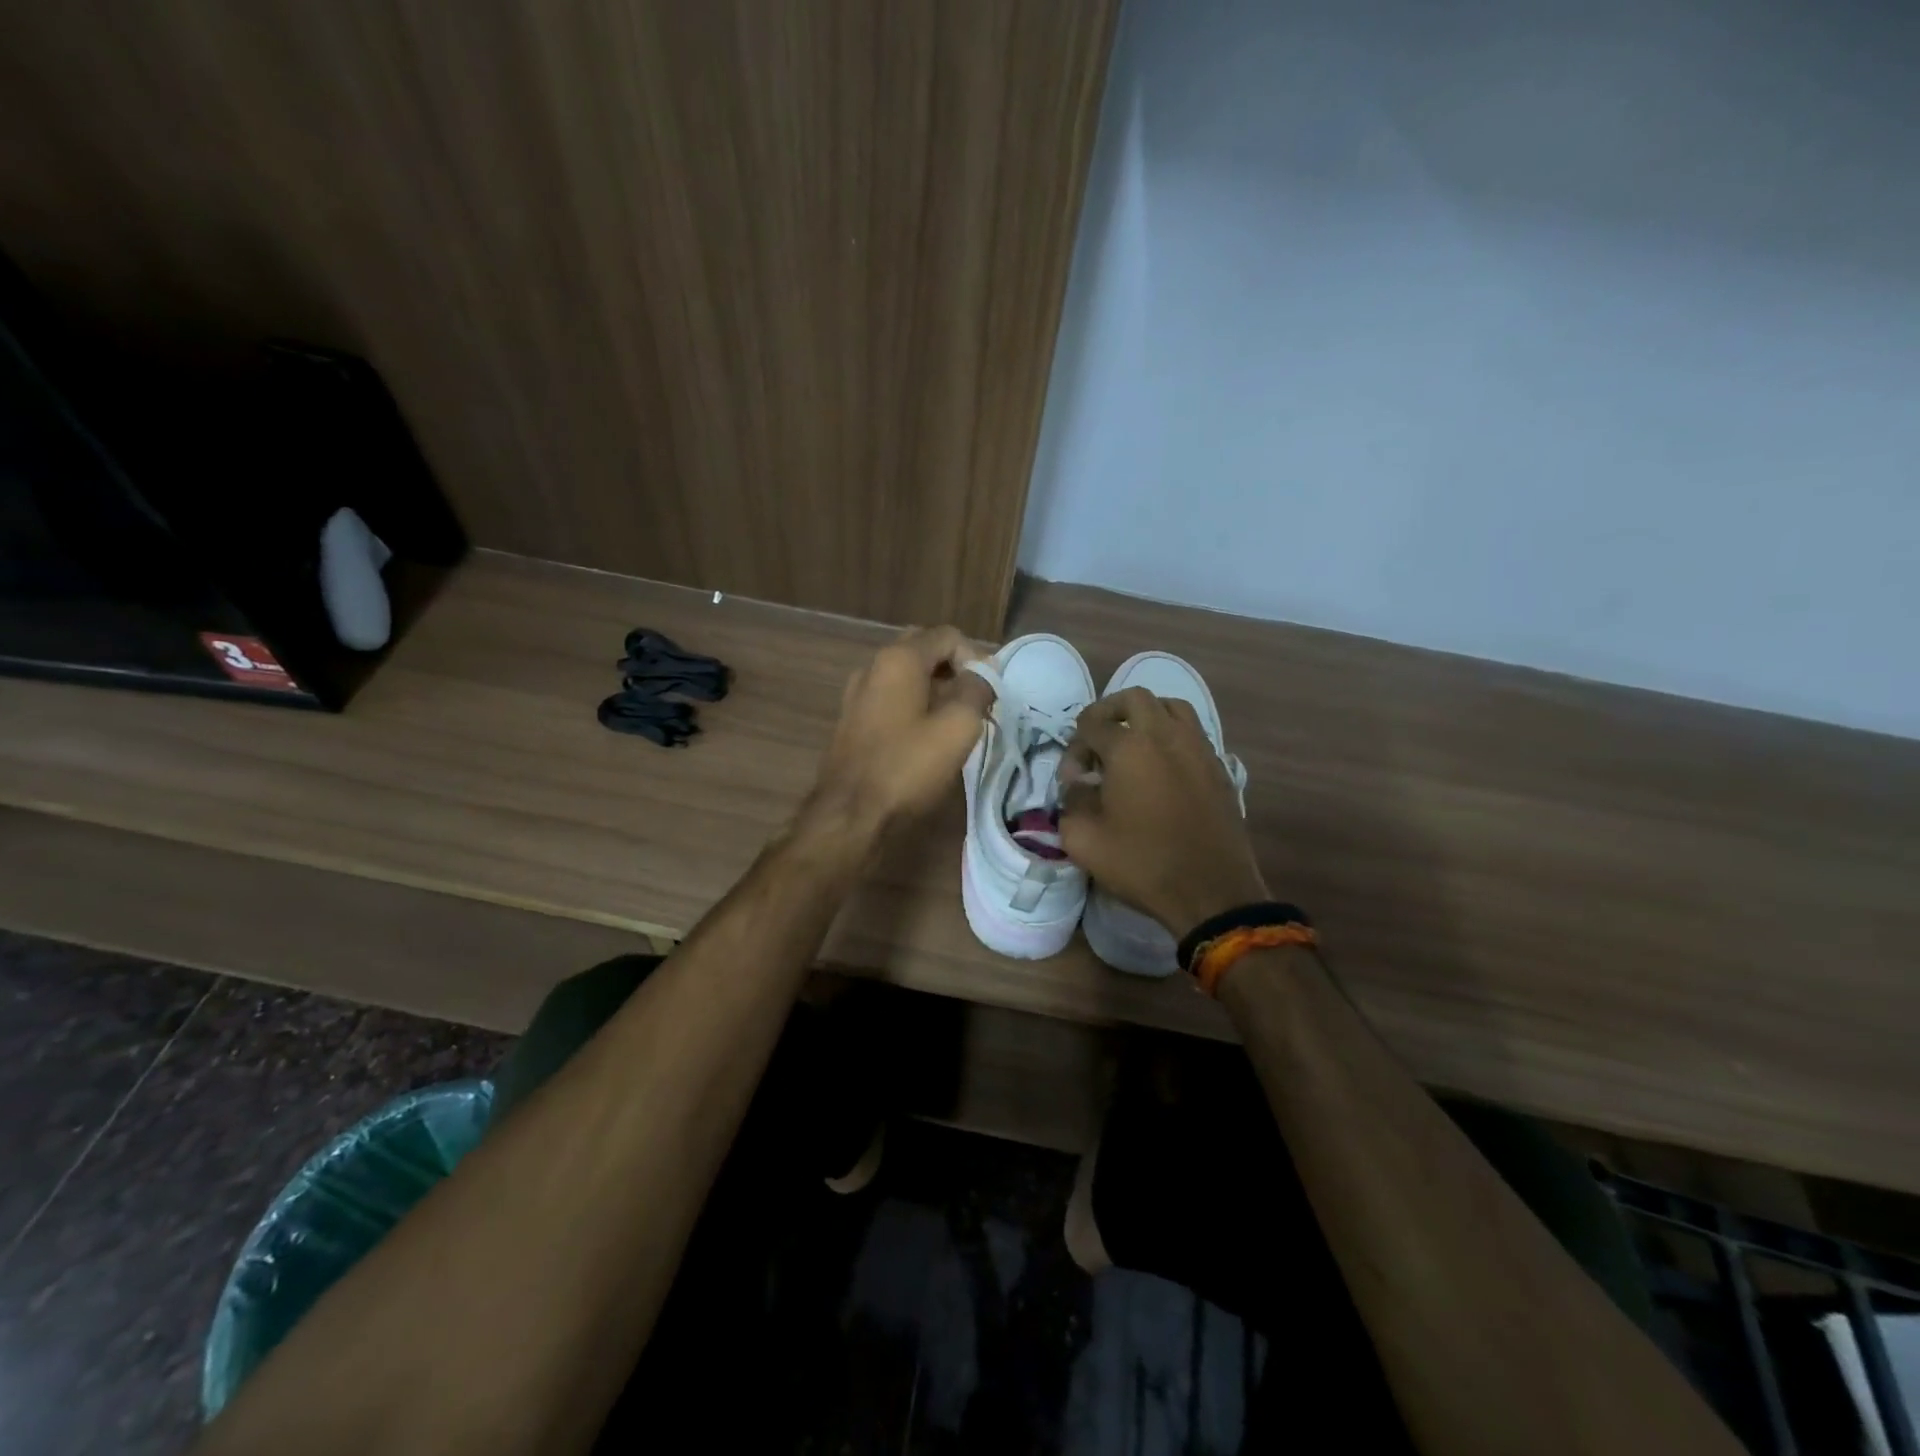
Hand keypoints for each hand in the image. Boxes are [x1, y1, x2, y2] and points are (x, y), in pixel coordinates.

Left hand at [802, 626, 991, 844]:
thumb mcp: (958, 728)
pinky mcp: (852, 721)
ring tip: (954, 723)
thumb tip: (982, 674)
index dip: (975, 659)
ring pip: (906, 676)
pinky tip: (925, 738)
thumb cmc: (907, 768)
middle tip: (974, 703)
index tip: (987, 695)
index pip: (947, 635)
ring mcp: (857, 694)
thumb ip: (976, 690)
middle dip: (954, 670)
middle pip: (924, 650)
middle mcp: (873, 666)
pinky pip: (891, 699)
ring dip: (935, 690)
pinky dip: (914, 706)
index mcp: (898, 659)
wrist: (850, 815)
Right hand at [1059, 687, 1268, 939]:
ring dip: (1145, 716)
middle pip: (1134, 698)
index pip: (1091, 725)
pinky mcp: (1219, 767)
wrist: (1212, 892)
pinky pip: (1192, 733)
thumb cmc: (1142, 864)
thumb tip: (1079, 785)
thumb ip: (1071, 802)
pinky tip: (1161, 768)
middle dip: (1108, 712)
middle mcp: (1166, 735)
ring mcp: (1199, 748)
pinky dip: (1171, 736)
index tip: (1073, 780)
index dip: (1074, 748)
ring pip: (1171, 707)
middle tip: (1097, 740)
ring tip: (1131, 745)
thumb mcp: (1084, 840)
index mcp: (1129, 748)